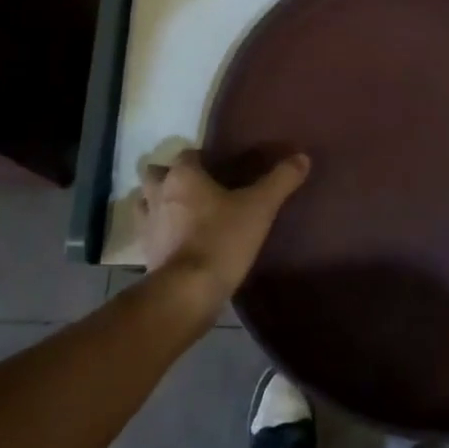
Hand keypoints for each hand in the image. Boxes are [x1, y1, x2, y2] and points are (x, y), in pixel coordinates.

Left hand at [137, 149, 310, 309]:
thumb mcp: (260, 207)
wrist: (187, 293)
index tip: (221, 169)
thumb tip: (302, 157)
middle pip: (156, 174)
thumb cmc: (222, 240)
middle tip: (197, 188)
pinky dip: (160, 233)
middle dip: (170, 177)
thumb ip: (280, 180)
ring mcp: (147, 226)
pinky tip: (179, 243)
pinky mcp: (145, 254)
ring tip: (183, 213)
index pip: (188, 154)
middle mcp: (158, 194)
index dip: (203, 159)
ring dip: (158, 203)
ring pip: (146, 203)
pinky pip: (149, 234)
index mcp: (182, 176)